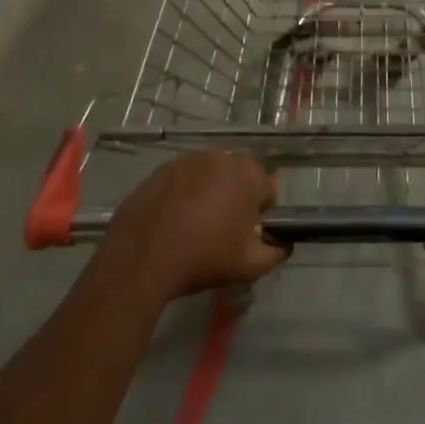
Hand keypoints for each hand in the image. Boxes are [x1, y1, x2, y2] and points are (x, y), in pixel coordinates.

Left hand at [97, 152, 288, 303]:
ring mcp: (187, 161)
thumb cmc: (204, 259)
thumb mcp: (251, 266)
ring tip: (195, 225)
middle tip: (223, 229)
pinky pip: (182, 180)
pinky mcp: (160, 170)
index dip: (262, 213)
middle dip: (236, 197)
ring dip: (209, 192)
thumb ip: (277, 252)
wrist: (141, 260)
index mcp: (248, 175)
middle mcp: (220, 158)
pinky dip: (183, 194)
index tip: (248, 233)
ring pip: (210, 175)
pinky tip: (172, 221)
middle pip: (238, 177)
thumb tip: (283, 244)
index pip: (268, 189)